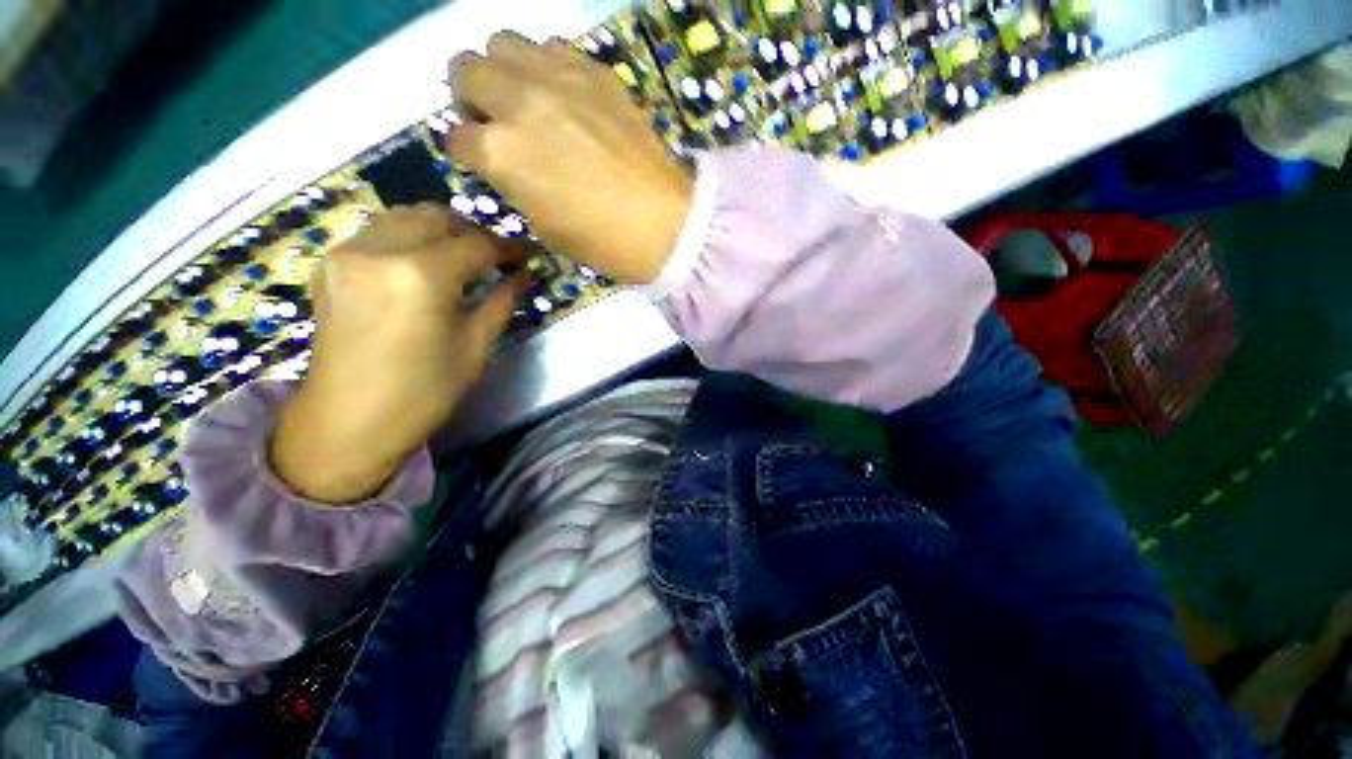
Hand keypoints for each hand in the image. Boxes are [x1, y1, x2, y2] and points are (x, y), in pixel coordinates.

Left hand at [271, 206, 519, 502]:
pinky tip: (421, 267)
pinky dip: (408, 239)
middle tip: (495, 259)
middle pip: (436, 218)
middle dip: (473, 233)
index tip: (528, 256)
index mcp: (420, 276)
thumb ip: (501, 301)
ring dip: (439, 231)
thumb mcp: (475, 347)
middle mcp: (378, 250)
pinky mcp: (330, 264)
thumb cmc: (423, 392)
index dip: (508, 249)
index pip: (476, 245)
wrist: (348, 421)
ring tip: (461, 260)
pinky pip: (377, 233)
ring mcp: (347, 253)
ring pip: (403, 217)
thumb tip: (525, 275)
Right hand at [446, 32, 693, 284]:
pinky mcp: (595, 72)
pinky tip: (563, 94)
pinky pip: (553, 46)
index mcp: (501, 154)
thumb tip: (503, 161)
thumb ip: (512, 182)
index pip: (456, 138)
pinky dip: (546, 65)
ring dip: (503, 70)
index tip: (476, 158)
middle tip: (492, 118)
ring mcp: (558, 79)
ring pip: (503, 43)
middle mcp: (520, 103)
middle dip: (468, 95)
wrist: (661, 225)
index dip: (464, 151)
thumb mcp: (542, 225)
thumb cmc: (601, 240)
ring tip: (525, 98)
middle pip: (465, 69)